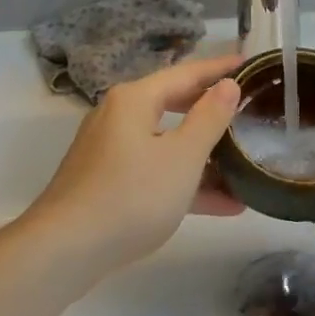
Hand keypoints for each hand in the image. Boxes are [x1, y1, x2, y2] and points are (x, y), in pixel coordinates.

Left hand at [28, 54, 244, 273]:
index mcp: (135, 100)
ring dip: (205, 155)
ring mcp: (110, 152)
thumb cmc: (131, 196)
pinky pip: (155, 171)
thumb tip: (228, 85)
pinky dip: (185, 181)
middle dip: (213, 110)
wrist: (64, 252)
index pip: (187, 73)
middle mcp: (119, 117)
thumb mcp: (183, 157)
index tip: (250, 63)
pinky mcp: (107, 183)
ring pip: (167, 143)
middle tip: (248, 107)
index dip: (220, 69)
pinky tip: (223, 204)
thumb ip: (210, 118)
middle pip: (175, 104)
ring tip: (245, 162)